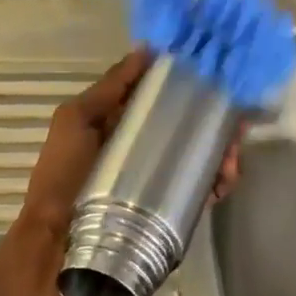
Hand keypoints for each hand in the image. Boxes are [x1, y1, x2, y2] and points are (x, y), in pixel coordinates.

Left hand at [16, 48, 240, 246]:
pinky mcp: (170, 211)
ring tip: (232, 152)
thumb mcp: (75, 120)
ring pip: (202, 157)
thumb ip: (109, 87)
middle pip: (190, 126)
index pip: (163, 97)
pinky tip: (226, 178)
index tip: (217, 73)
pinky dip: (220, 182)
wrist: (58, 246)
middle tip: (237, 117)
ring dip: (223, 150)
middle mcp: (144, 149)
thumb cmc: (63, 175)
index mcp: (122, 125)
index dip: (189, 84)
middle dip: (216, 119)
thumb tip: (147, 49)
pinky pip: (203, 190)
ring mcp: (159, 180)